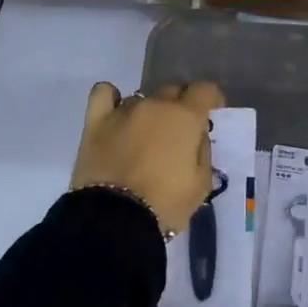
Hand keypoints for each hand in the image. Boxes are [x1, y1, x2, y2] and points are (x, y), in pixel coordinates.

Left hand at [71, 81, 224, 237]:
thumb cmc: (166, 203)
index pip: (204, 89)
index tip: (210, 114)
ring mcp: (124, 110)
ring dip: (149, 111)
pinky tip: (116, 114)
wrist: (116, 217)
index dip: (211, 99)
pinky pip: (104, 93)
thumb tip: (196, 135)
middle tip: (178, 132)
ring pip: (142, 97)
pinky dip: (111, 98)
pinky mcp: (96, 120)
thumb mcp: (201, 184)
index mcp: (185, 117)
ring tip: (144, 137)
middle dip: (180, 104)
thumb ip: (203, 151)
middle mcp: (155, 104)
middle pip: (173, 89)